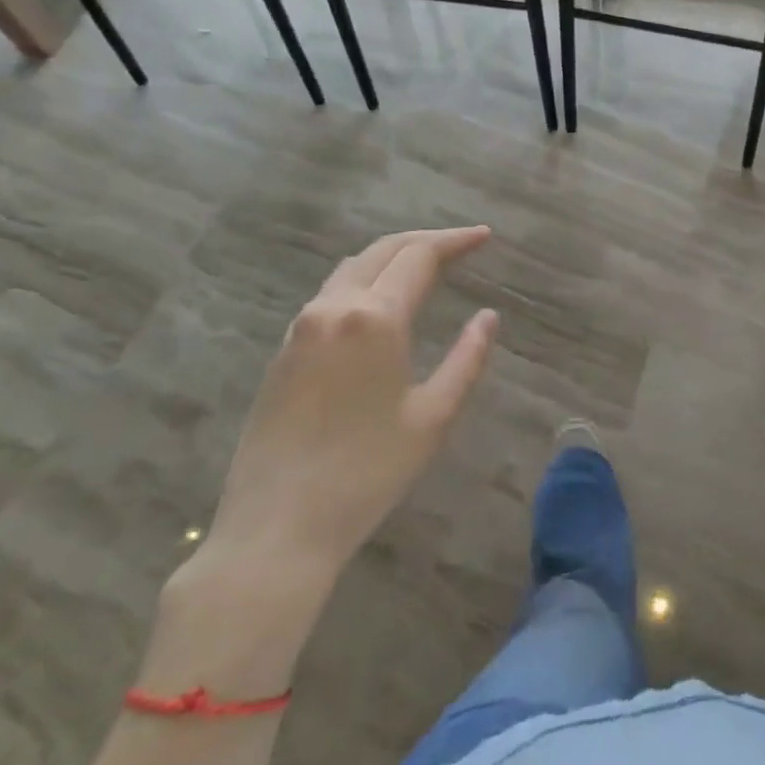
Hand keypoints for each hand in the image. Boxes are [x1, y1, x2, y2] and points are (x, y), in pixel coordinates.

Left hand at [202, 226, 499, 581]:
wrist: (276, 527)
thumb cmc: (368, 473)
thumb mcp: (434, 416)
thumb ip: (467, 358)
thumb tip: (488, 316)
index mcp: (374, 319)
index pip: (420, 257)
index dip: (455, 241)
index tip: (485, 236)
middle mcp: (333, 308)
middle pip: (383, 251)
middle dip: (425, 241)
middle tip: (461, 245)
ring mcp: (300, 328)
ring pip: (352, 269)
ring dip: (392, 258)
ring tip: (426, 266)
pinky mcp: (283, 351)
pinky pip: (330, 295)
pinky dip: (365, 281)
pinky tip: (381, 301)